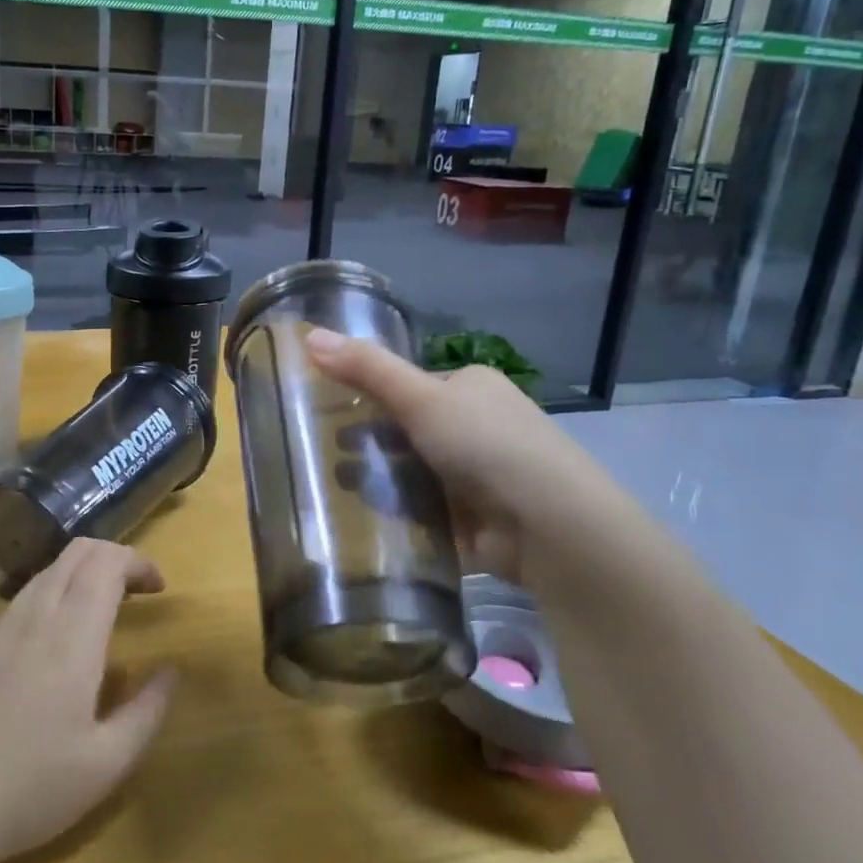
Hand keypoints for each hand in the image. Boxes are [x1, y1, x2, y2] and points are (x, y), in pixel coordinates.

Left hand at [0, 539, 176, 862]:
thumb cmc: (26, 789)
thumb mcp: (106, 765)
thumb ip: (148, 712)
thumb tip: (171, 671)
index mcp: (72, 635)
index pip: (107, 562)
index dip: (137, 561)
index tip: (158, 587)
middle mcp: (34, 617)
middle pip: (76, 553)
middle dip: (113, 557)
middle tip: (135, 592)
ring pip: (45, 574)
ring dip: (80, 576)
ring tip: (98, 617)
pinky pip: (19, 603)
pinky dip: (50, 599)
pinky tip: (50, 652)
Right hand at [304, 327, 628, 574]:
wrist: (551, 528)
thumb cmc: (487, 446)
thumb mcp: (421, 397)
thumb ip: (366, 368)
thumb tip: (310, 335)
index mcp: (471, 387)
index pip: (408, 385)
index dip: (367, 393)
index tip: (325, 407)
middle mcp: (477, 425)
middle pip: (407, 428)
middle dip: (367, 439)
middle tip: (324, 450)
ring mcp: (477, 474)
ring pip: (412, 469)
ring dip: (378, 475)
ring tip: (338, 484)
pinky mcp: (473, 518)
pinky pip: (423, 508)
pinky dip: (397, 509)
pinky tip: (363, 515)